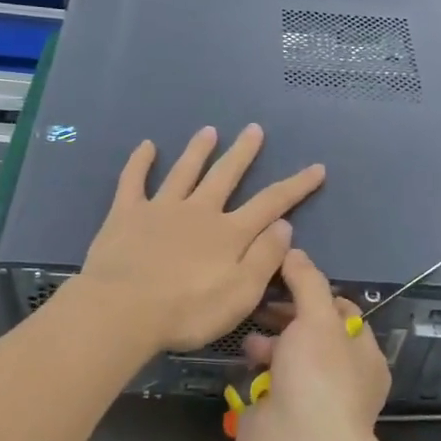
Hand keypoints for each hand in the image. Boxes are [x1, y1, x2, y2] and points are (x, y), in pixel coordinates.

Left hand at [75, 125, 324, 354]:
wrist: (123, 309)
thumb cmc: (187, 311)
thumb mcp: (241, 293)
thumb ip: (265, 258)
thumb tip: (284, 225)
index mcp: (229, 233)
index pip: (271, 203)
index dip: (296, 185)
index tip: (316, 168)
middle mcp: (199, 211)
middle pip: (226, 176)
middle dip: (243, 153)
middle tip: (254, 129)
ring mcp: (161, 209)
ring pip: (184, 171)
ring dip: (198, 150)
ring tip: (209, 131)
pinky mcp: (126, 214)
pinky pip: (133, 181)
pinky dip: (140, 162)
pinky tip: (146, 146)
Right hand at [237, 249, 391, 440]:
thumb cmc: (319, 377)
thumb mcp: (319, 318)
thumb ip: (307, 282)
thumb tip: (295, 252)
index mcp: (362, 355)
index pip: (342, 312)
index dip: (315, 291)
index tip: (285, 275)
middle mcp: (338, 376)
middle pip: (309, 333)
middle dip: (285, 315)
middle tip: (258, 297)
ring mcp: (306, 398)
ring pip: (284, 359)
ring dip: (265, 342)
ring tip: (246, 330)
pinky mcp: (275, 415)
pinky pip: (262, 384)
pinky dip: (251, 371)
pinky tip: (238, 357)